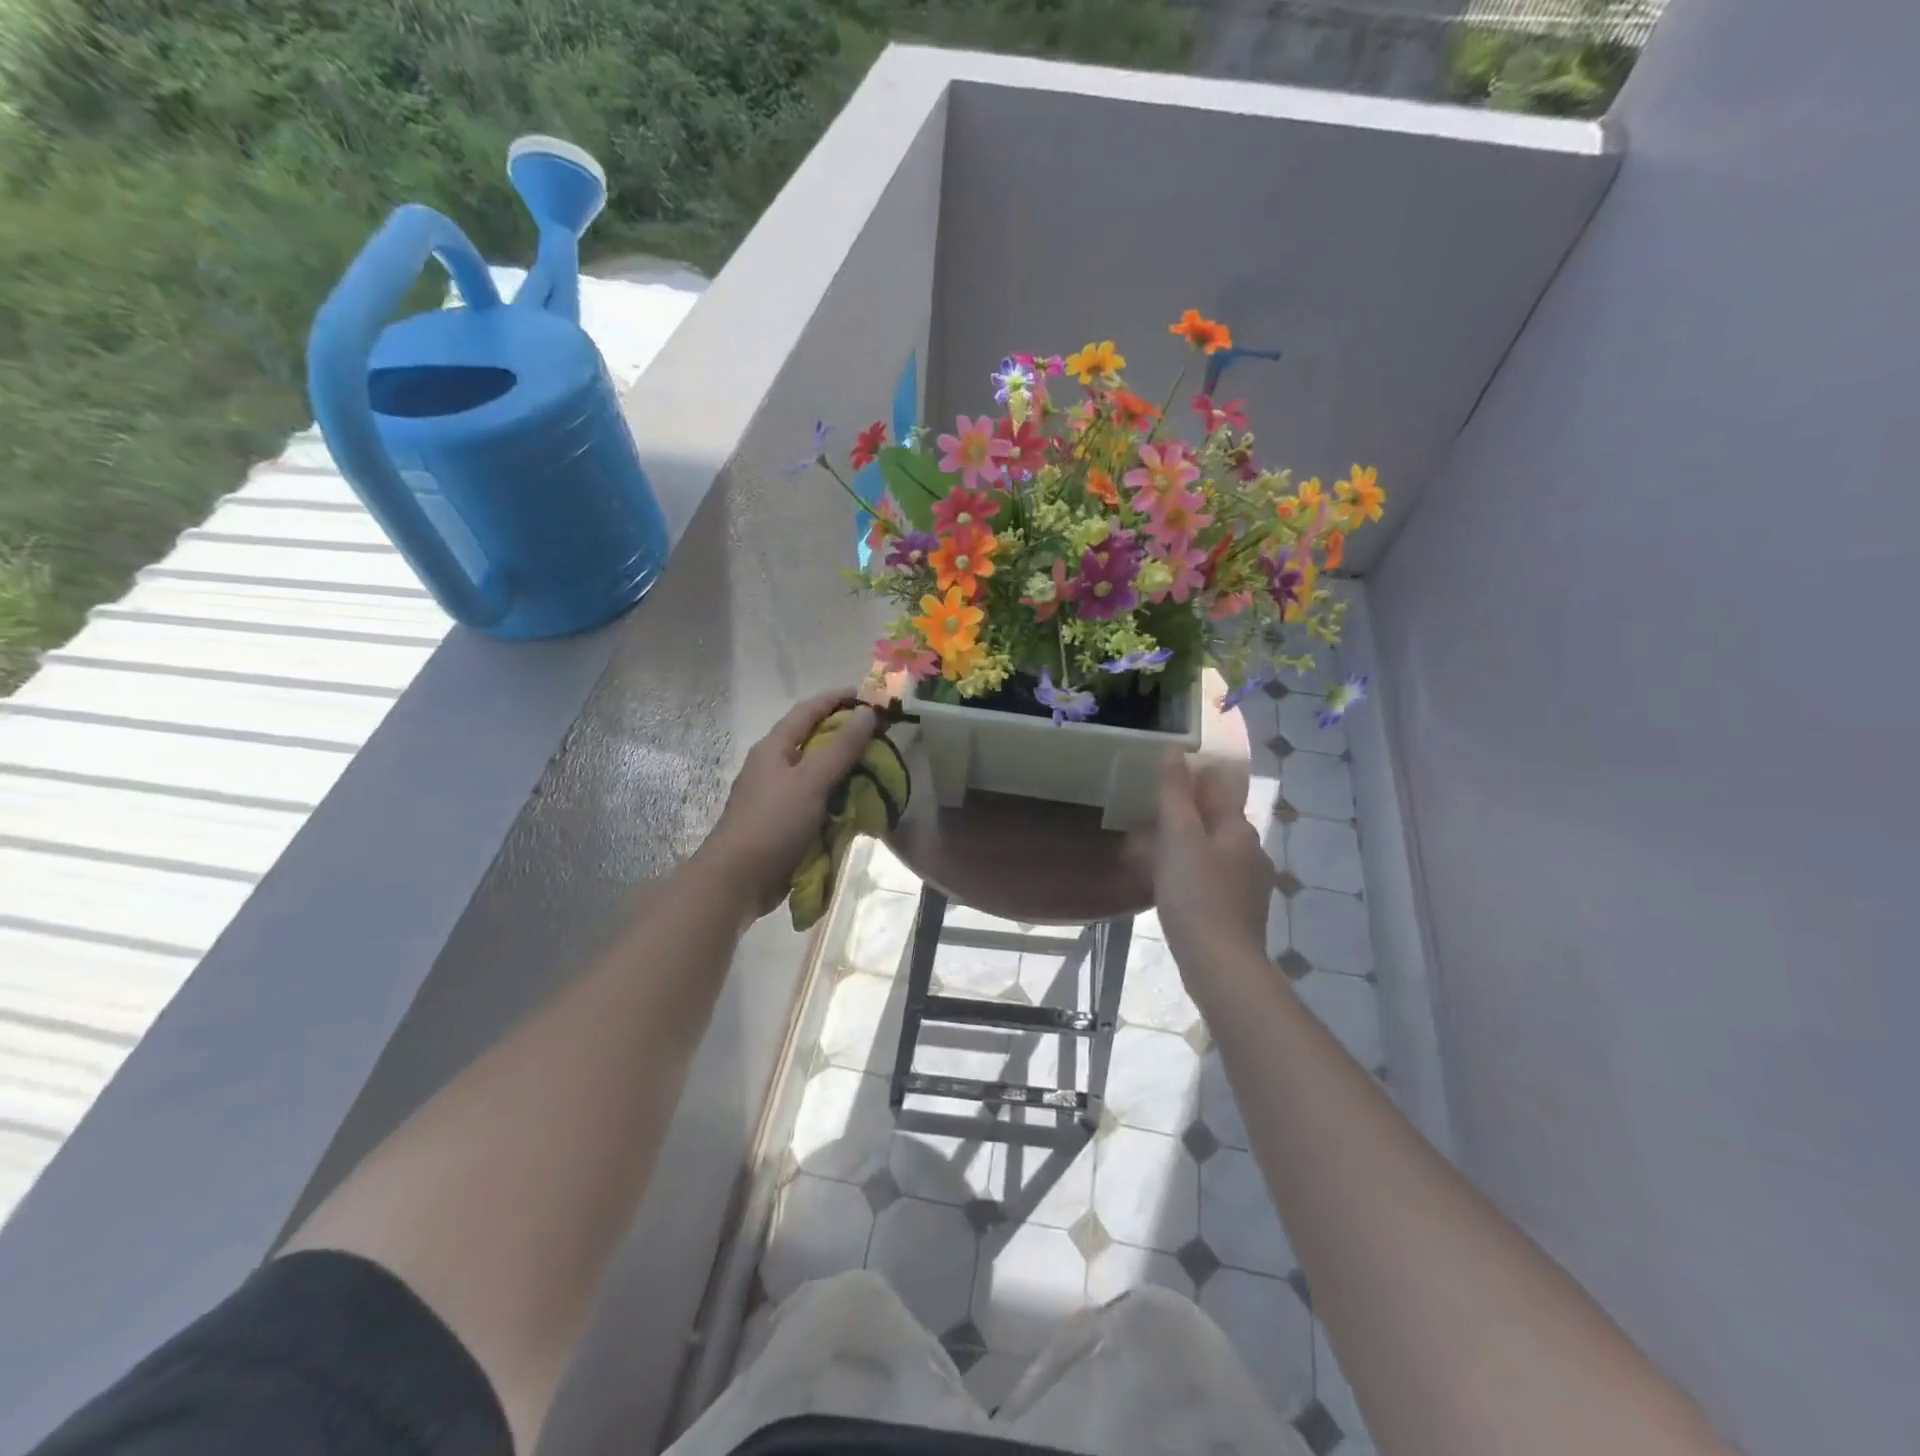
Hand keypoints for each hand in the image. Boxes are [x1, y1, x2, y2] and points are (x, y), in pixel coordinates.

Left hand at [696, 690, 879, 918]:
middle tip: (884, 736)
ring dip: (847, 768)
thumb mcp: (810, 781)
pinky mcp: (785, 821)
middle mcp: (775, 765)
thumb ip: (841, 748)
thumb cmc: (772, 823)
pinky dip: (840, 797)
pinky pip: (818, 800)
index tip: (873, 697)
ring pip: (819, 772)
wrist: (737, 881)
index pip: (809, 710)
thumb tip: (868, 713)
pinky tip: (862, 803)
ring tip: (881, 768)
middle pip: (815, 739)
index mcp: (775, 748)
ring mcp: (779, 795)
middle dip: (849, 735)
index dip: (839, 699)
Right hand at [1151, 748, 1273, 983]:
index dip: (1189, 778)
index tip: (1159, 778)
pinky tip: (1170, 884)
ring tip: (1151, 850)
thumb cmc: (1196, 895)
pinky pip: (1212, 877)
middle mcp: (1251, 850)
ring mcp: (1248, 883)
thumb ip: (1175, 794)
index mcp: (1238, 828)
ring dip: (1185, 844)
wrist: (1221, 964)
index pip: (1216, 788)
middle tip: (1146, 816)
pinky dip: (1190, 871)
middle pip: (1214, 819)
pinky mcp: (1239, 910)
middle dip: (1184, 814)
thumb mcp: (1178, 838)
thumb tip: (1174, 750)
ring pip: (1212, 850)